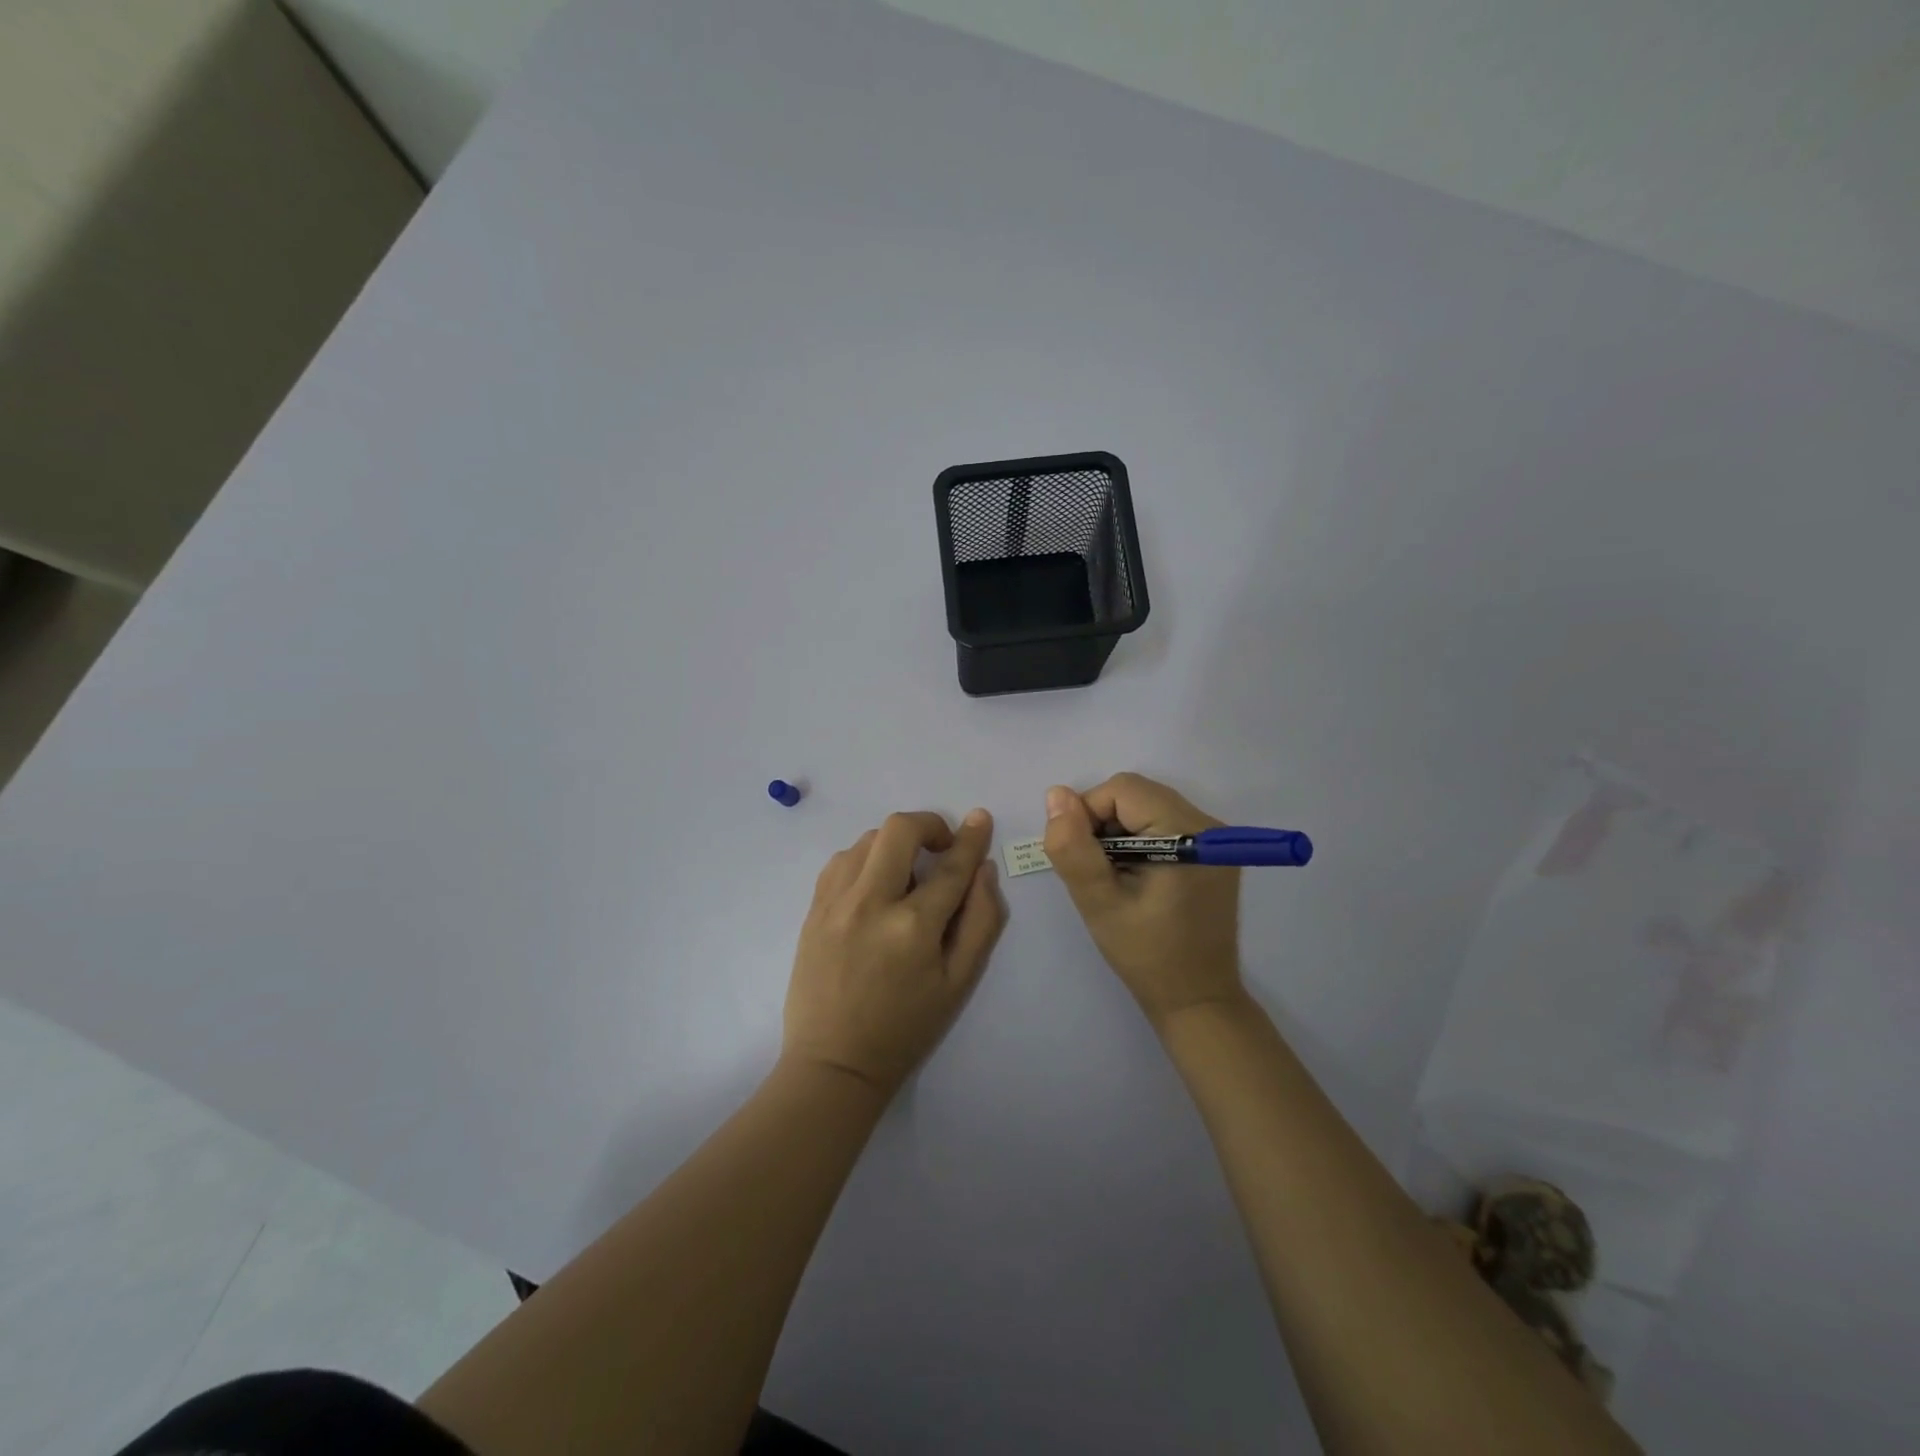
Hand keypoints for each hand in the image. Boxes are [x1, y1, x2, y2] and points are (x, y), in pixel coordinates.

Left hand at [783, 809, 1006, 1094]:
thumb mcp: (958, 983)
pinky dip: (864, 859)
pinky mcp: (813, 909)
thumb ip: (980, 921)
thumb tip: (983, 870)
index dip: (971, 839)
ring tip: (906, 873)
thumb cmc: (905, 1028)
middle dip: (928, 825)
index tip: (981, 819)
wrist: (834, 1062)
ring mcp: (835, 903)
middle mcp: (871, 903)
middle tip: (941, 846)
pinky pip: (841, 860)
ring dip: (895, 844)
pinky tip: (874, 885)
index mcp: (913, 927)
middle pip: (899, 830)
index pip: (950, 866)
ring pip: (867, 840)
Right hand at [1044, 773, 1244, 1029]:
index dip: (1088, 813)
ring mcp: (1215, 838)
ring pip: (1147, 805)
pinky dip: (1138, 837)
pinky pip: (1163, 822)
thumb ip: (1073, 847)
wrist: (1197, 1000)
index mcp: (1187, 833)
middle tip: (1095, 869)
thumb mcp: (1098, 902)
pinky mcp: (1213, 851)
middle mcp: (1208, 824)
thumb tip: (1055, 794)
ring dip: (1118, 830)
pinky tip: (1133, 874)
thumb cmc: (1145, 954)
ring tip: (1113, 874)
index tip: (1081, 858)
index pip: (1122, 790)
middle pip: (1137, 793)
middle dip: (1103, 821)